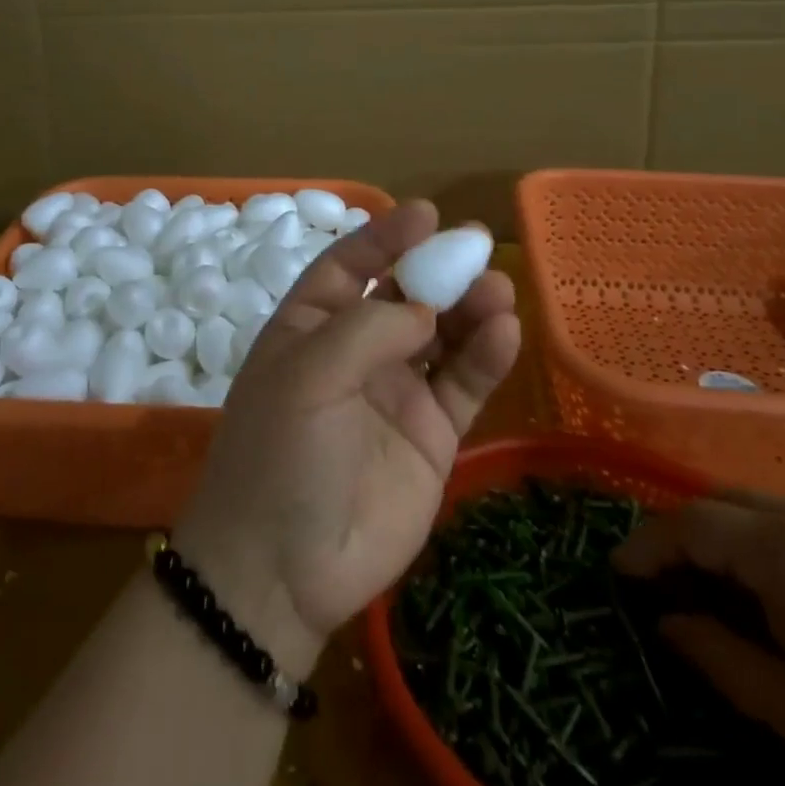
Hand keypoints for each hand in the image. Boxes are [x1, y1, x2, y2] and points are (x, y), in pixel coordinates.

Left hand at [174, 199, 520, 677]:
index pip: (350, 266)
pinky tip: (504, 332)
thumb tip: (426, 308)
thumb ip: (369, 329)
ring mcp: (396, 392)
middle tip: (477, 245)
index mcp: (310, 327)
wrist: (282, 571)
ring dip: (470, 308)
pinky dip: (485, 356)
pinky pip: (462, 384)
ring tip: (497, 289)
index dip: (385, 237)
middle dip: (438, 269)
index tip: (426, 214)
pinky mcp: (431, 435)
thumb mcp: (307, 375)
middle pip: (404, 295)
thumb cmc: (280, 455)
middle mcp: (354, 352)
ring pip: (442, 335)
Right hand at [616, 498, 784, 785]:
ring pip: (764, 513)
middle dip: (683, 536)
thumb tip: (667, 624)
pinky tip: (780, 605)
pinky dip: (770, 551)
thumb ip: (719, 657)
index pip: (689, 521)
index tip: (616, 574)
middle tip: (662, 587)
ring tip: (716, 600)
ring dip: (727, 543)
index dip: (645, 544)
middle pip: (725, 503)